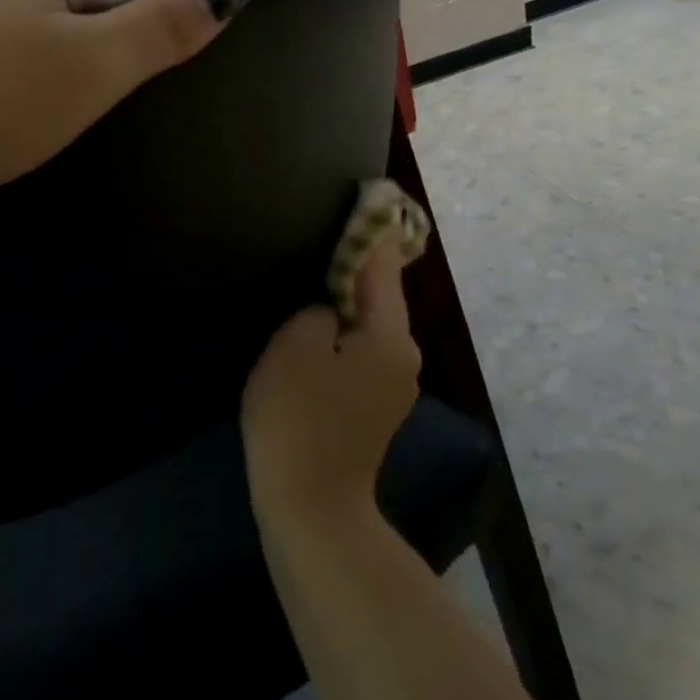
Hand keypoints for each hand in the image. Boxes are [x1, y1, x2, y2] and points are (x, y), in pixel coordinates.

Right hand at [241, 243, 420, 522]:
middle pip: (378, 295)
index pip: (382, 265)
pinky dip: (342, 336)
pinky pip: (360, 353)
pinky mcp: (375, 409)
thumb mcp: (296, 345)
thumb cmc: (298, 417)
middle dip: (352, 268)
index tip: (368, 192)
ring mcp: (393, 386)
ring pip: (368, 326)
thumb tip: (331, 310)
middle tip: (319, 240)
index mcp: (390, 335)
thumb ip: (318, 310)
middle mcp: (403, 356)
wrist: (311, 507)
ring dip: (344, 304)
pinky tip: (315, 336)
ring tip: (310, 283)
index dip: (371, 228)